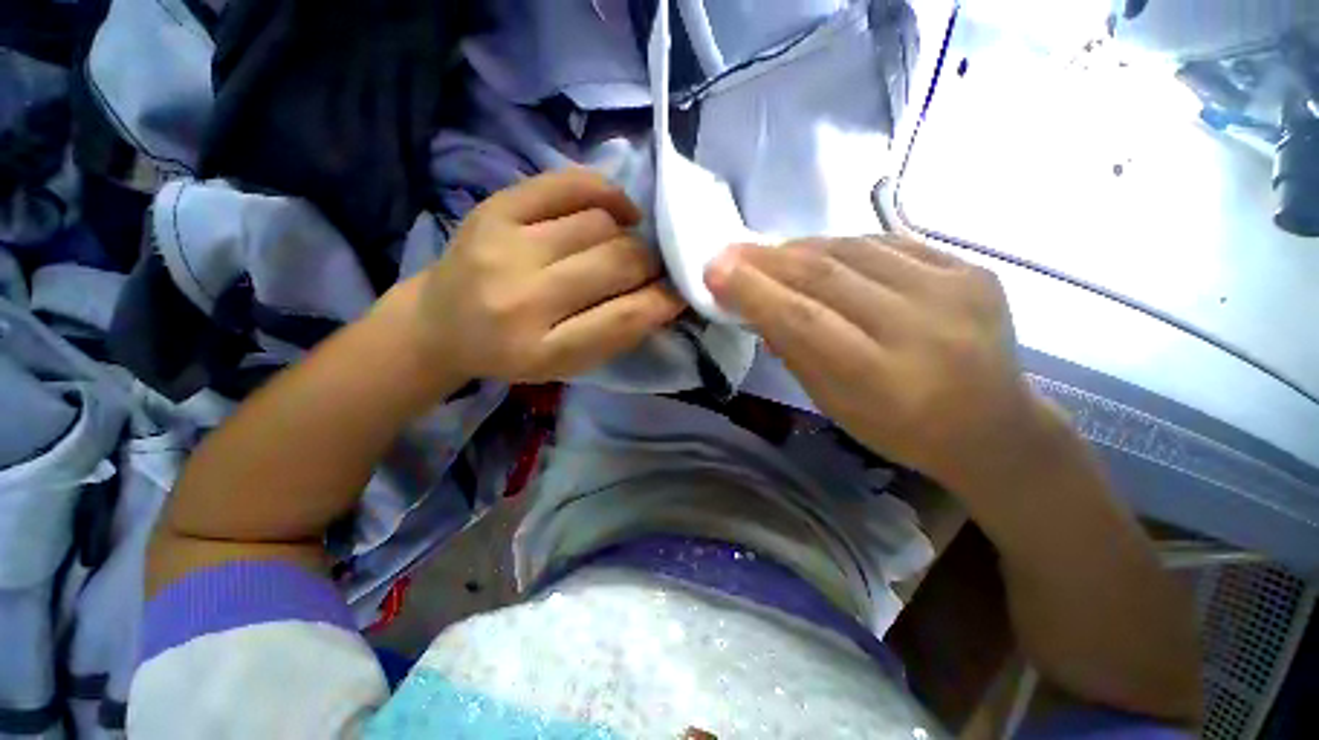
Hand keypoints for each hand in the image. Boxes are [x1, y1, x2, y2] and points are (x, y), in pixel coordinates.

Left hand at [392, 169, 684, 385]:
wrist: (440, 324)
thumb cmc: (513, 352)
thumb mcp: (566, 364)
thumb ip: (615, 334)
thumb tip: (665, 295)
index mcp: (542, 351)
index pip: (623, 319)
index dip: (663, 302)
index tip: (681, 293)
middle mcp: (521, 299)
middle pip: (616, 263)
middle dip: (651, 264)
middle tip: (656, 267)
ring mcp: (504, 246)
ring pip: (600, 224)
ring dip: (628, 236)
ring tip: (628, 245)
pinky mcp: (494, 208)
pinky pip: (568, 185)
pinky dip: (606, 193)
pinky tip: (617, 211)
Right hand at [705, 235, 1056, 490]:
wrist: (992, 426)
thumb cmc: (900, 428)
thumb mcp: (835, 404)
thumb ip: (796, 352)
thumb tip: (758, 306)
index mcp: (882, 377)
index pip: (803, 320)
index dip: (754, 291)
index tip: (714, 269)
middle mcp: (921, 327)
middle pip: (826, 276)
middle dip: (767, 260)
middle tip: (730, 251)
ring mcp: (954, 289)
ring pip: (855, 250)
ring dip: (801, 249)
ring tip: (770, 254)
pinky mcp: (972, 270)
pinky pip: (889, 245)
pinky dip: (845, 247)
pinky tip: (824, 255)